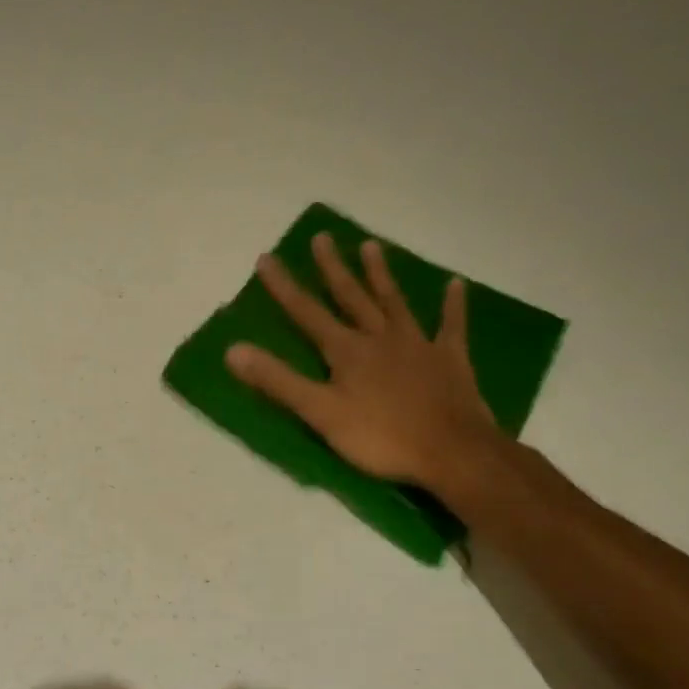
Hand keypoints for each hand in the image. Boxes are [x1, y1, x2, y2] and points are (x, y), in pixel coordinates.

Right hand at [225, 233, 506, 501]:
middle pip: (351, 297)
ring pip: (394, 302)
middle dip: (332, 268)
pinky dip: (452, 305)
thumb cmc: (380, 437)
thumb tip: (233, 350)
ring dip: (381, 274)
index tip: (266, 258)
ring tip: (371, 245)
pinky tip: (455, 284)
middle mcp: (379, 338)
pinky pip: (451, 325)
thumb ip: (278, 381)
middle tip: (321, 237)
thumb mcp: (320, 413)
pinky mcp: (449, 359)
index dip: (284, 287)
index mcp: (347, 351)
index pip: (306, 313)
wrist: (451, 451)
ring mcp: (417, 345)